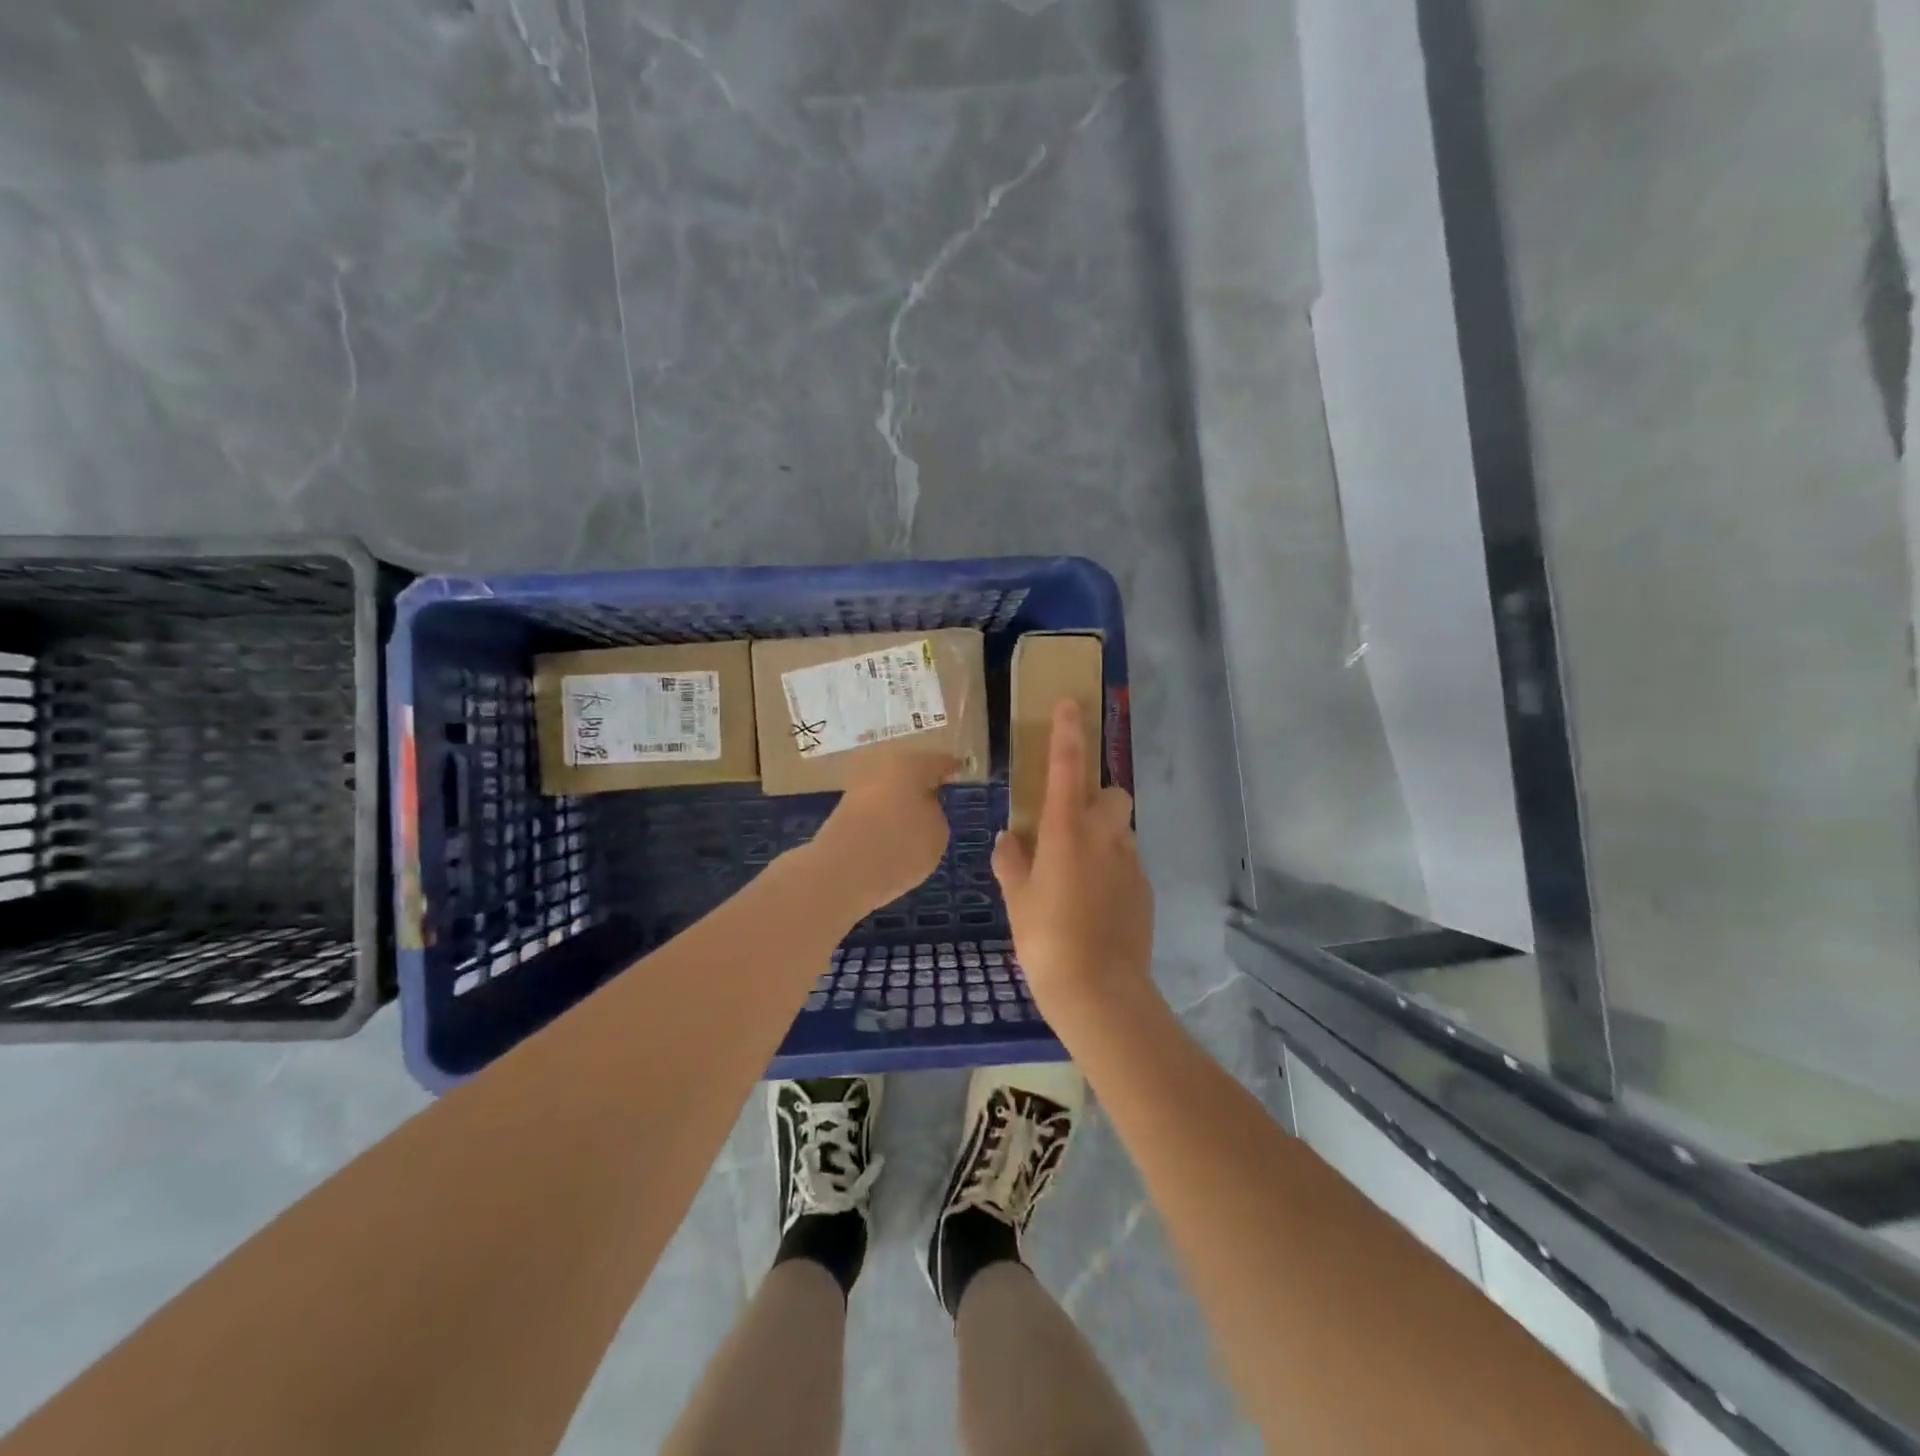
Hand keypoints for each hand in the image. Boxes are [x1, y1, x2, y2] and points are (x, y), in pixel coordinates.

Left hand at [807, 750, 957, 915]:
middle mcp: (882, 767)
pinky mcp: (843, 811)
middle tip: (941, 797)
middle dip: (923, 783)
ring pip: (890, 789)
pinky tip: (895, 833)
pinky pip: (875, 808)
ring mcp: (859, 787)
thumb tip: (923, 807)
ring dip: (903, 800)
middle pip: (910, 771)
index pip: (939, 761)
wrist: (840, 872)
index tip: (961, 771)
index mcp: (911, 764)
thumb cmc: (900, 846)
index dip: (952, 768)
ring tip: (919, 820)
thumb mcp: (938, 833)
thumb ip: (936, 813)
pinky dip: (886, 816)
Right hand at [993, 700, 1153, 1023]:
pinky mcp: (1144, 889)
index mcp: (1067, 830)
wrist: (1099, 990)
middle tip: (1070, 824)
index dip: (1068, 732)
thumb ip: (1012, 862)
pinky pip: (1127, 863)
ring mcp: (1130, 863)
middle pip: (1112, 794)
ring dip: (1103, 836)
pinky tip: (1094, 902)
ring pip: (1121, 831)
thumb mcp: (1017, 899)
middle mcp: (1104, 836)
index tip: (1072, 704)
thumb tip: (1009, 839)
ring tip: (1077, 872)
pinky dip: (1112, 868)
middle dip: (1096, 797)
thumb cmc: (1046, 939)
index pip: (1068, 766)